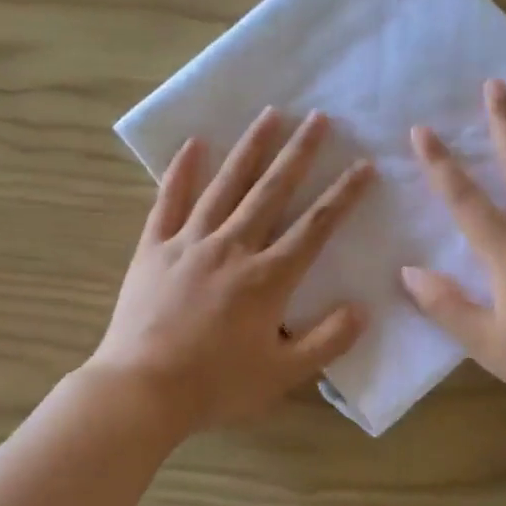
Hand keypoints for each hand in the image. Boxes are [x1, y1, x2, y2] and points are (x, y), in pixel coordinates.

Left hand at [91, 107, 375, 434]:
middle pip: (272, 191)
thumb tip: (362, 309)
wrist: (142, 390)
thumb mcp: (283, 374)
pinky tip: (194, 143)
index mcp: (268, 278)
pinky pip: (169, 201)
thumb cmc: (216, 385)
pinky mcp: (153, 247)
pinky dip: (181, 171)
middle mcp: (232, 248)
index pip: (315, 226)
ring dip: (250, 148)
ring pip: (225, 185)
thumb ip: (327, 341)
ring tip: (269, 114)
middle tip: (318, 117)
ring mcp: (189, 242)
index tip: (364, 165)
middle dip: (299, 153)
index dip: (343, 195)